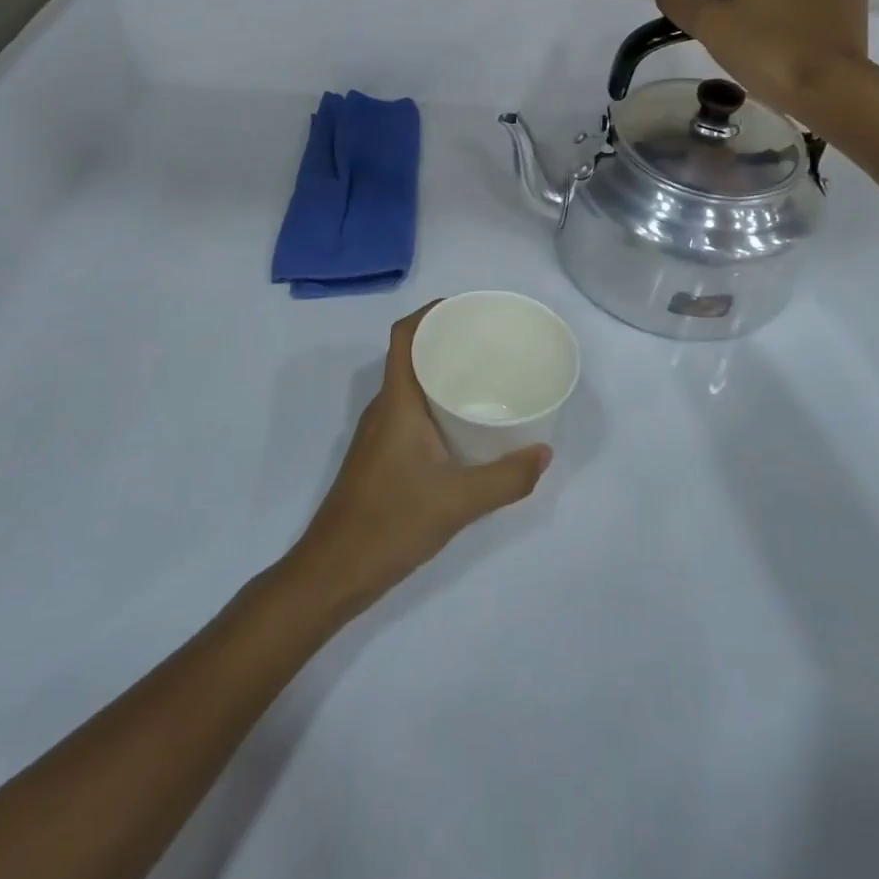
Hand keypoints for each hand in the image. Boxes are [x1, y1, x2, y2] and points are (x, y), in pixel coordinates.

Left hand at [287, 303, 551, 616]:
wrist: (333, 571)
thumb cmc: (390, 523)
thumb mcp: (458, 501)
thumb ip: (506, 478)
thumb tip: (545, 453)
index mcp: (396, 402)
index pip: (404, 336)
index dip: (430, 312)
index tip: (467, 308)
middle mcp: (384, 408)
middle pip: (410, 355)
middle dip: (446, 340)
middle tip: (490, 341)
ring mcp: (379, 433)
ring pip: (410, 385)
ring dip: (440, 372)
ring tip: (484, 375)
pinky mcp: (380, 455)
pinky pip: (409, 410)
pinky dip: (435, 402)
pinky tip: (463, 423)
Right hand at [653, 0, 875, 134]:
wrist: (828, 83)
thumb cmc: (761, 53)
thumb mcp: (707, 28)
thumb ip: (678, 2)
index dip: (713, 18)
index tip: (720, 45)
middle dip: (747, 15)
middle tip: (745, 53)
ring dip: (777, 19)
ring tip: (777, 55)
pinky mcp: (853, 1)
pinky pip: (818, 9)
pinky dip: (808, 25)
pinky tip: (803, 50)